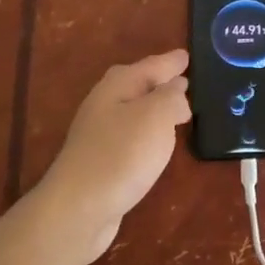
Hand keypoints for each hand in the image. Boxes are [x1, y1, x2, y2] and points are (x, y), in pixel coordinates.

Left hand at [38, 50, 189, 263]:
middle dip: (159, 80)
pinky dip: (147, 132)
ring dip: (154, 107)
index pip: (151, 65)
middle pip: (136, 83)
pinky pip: (131, 135)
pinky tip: (155, 143)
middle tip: (183, 78)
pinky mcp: (101, 160)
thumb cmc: (121, 154)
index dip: (171, 62)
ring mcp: (99, 133)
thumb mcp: (156, 116)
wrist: (78, 209)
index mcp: (118, 85)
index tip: (187, 56)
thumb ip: (171, 97)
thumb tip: (177, 91)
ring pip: (133, 109)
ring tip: (176, 110)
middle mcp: (105, 103)